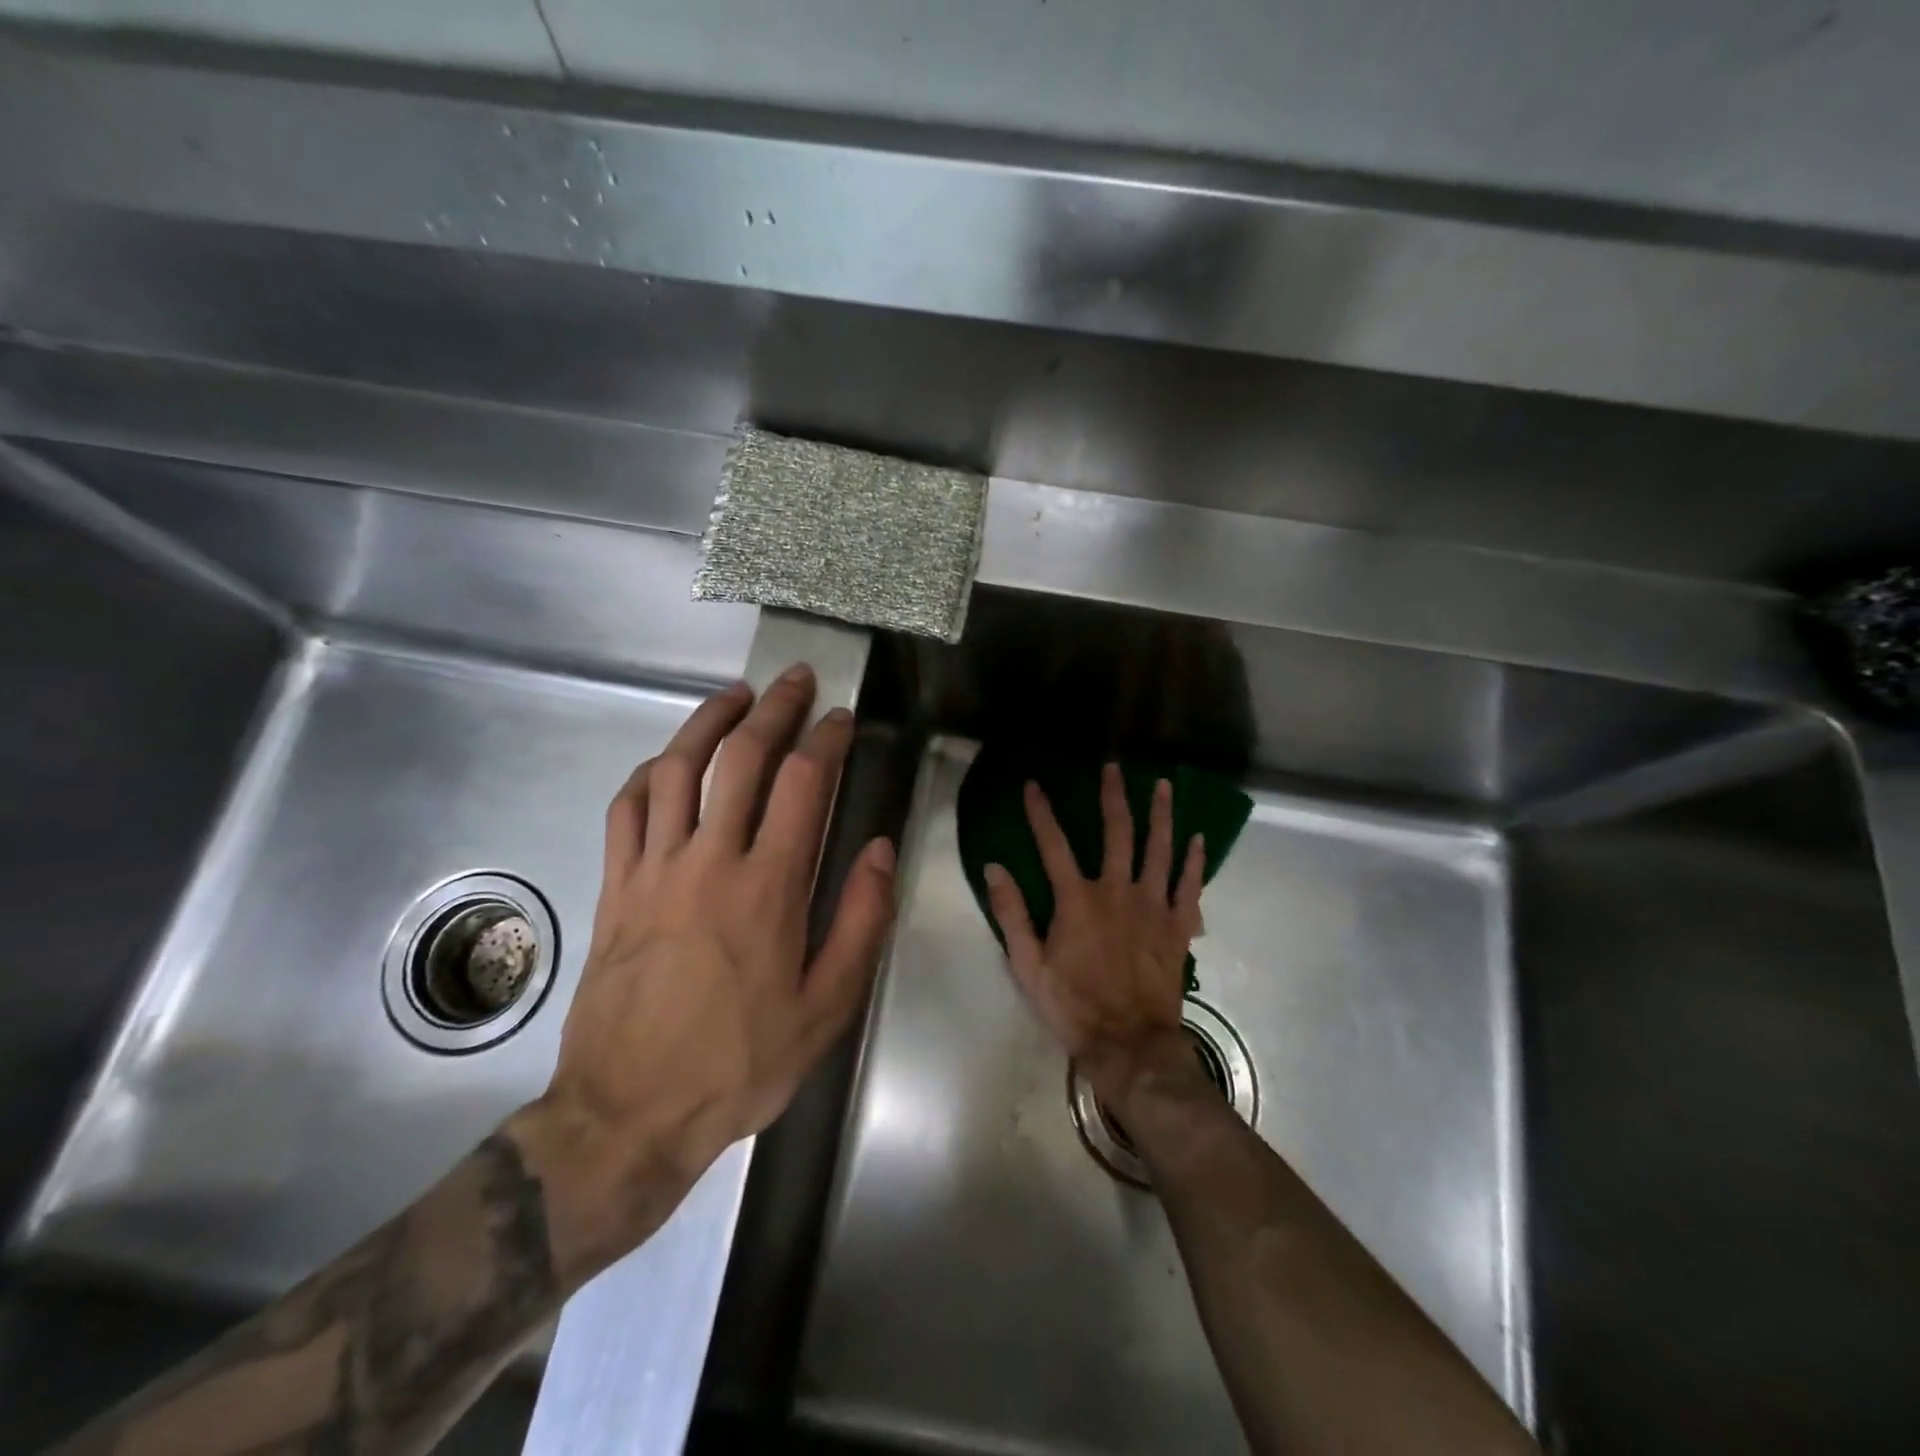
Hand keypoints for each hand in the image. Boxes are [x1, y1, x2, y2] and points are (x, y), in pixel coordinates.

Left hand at [507, 665, 896, 1286]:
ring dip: (708, 722)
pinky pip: (625, 810)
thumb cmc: (741, 1062)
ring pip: (675, 769)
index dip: (826, 740)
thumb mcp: (826, 1007)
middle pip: (740, 758)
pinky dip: (648, 774)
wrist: (629, 1112)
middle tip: (796, 680)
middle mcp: (709, 860)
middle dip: (774, 708)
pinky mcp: (615, 887)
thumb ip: (860, 921)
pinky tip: (666, 762)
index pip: (802, 784)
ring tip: (735, 696)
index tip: (842, 719)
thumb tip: (881, 849)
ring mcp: (653, 869)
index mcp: (768, 887)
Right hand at [983, 764, 1208, 1117]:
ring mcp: (1153, 906)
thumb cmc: (1073, 1006)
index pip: (1053, 844)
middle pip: (1117, 833)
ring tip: (1162, 785)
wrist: (1130, 1044)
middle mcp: (1117, 891)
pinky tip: (1198, 838)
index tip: (1034, 785)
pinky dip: (1194, 861)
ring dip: (1161, 814)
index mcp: (1077, 900)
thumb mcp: (1028, 966)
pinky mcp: (1178, 926)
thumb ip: (1012, 914)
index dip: (1041, 812)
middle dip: (1113, 796)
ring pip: (1159, 849)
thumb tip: (994, 869)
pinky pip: (1189, 886)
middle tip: (1113, 768)